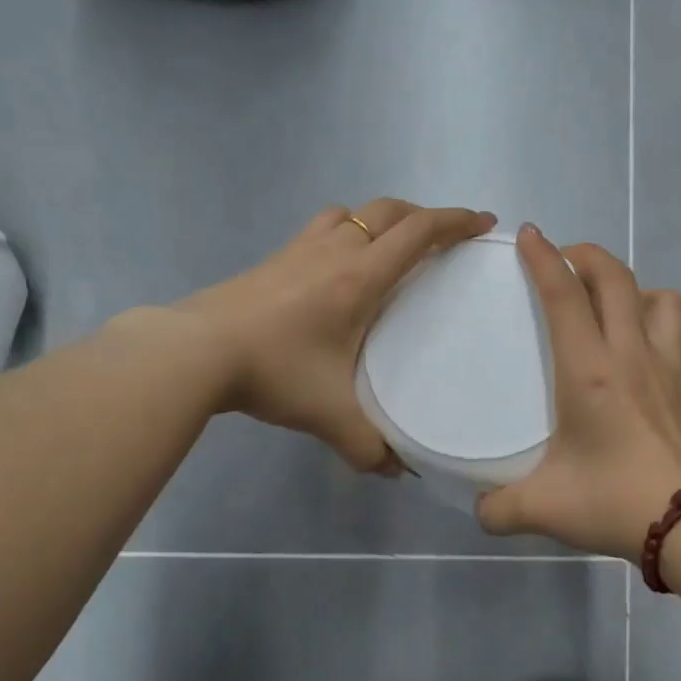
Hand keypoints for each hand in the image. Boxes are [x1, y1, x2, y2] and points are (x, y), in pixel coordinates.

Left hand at [178, 199, 497, 470]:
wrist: (195, 350)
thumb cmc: (273, 371)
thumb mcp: (329, 415)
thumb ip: (368, 445)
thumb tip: (396, 471)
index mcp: (361, 276)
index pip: (420, 232)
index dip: (457, 221)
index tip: (485, 223)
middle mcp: (336, 250)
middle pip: (391, 210)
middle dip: (426, 215)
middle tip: (447, 236)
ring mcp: (300, 248)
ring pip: (353, 211)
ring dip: (383, 218)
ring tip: (395, 244)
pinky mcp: (274, 258)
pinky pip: (323, 227)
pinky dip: (346, 230)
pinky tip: (339, 263)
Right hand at [477, 225, 680, 559]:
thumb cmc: (614, 502)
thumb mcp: (543, 508)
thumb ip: (499, 508)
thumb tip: (480, 509)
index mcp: (590, 371)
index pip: (565, 296)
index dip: (544, 258)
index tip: (529, 234)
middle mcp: (632, 355)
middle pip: (616, 278)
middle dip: (588, 255)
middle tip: (566, 259)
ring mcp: (670, 368)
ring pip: (660, 298)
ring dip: (633, 287)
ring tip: (612, 305)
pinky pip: (676, 335)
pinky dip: (656, 326)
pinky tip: (641, 356)